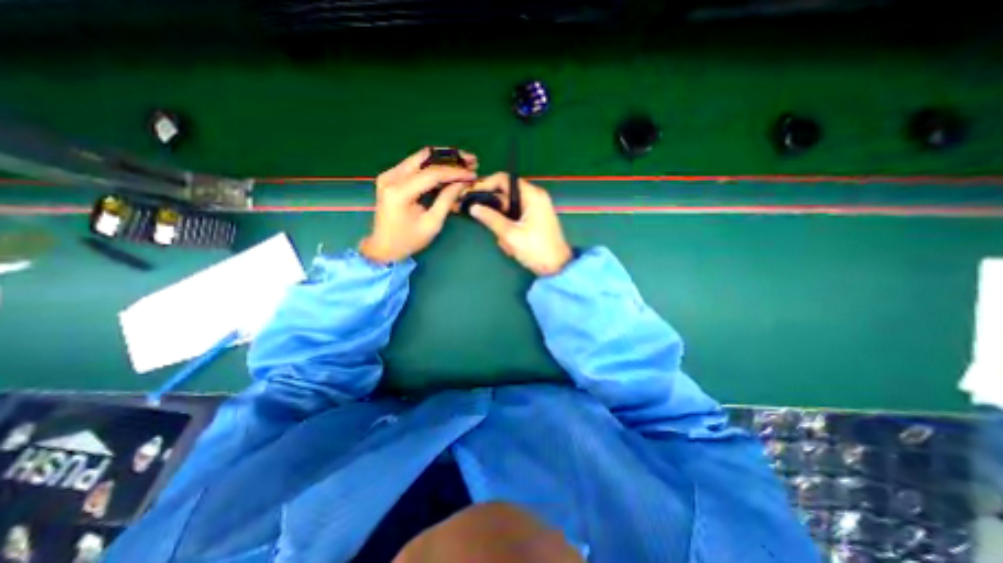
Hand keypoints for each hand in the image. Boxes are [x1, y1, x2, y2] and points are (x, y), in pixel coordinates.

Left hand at [361, 148, 477, 263]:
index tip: (473, 174)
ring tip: (464, 163)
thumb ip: (447, 200)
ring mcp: (390, 175)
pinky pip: (416, 165)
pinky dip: (434, 166)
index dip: (455, 172)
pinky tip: (449, 170)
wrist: (384, 247)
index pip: (432, 173)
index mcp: (399, 191)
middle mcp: (391, 177)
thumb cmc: (409, 240)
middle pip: (425, 157)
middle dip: (451, 157)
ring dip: (444, 160)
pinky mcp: (392, 177)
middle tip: (471, 160)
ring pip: (421, 158)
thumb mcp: (432, 223)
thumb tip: (462, 183)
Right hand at [465, 172, 567, 273]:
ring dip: (503, 226)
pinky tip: (512, 245)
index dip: (486, 184)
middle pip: (505, 196)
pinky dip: (510, 231)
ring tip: (506, 243)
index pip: (504, 179)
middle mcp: (535, 198)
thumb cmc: (536, 250)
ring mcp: (535, 209)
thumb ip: (491, 219)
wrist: (557, 268)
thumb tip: (473, 207)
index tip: (473, 196)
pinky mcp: (534, 220)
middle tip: (489, 228)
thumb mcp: (511, 235)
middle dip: (496, 214)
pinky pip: (515, 219)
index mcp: (532, 195)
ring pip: (509, 211)